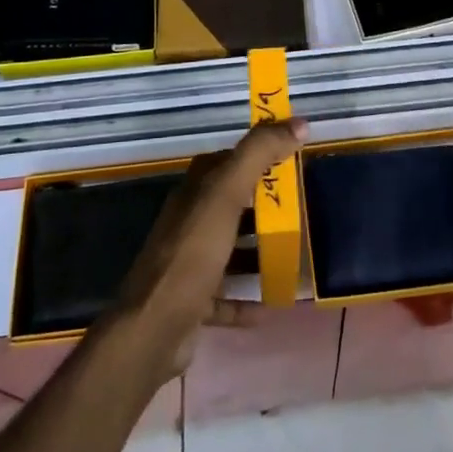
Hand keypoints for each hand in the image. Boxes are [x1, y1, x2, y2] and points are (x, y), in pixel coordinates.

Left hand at [110, 118, 307, 374]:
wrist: (154, 328)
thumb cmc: (193, 254)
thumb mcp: (227, 194)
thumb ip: (259, 154)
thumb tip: (299, 123)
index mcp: (194, 192)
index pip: (225, 161)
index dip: (255, 156)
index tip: (290, 160)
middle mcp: (188, 222)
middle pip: (229, 205)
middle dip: (262, 206)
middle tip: (299, 210)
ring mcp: (188, 264)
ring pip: (228, 250)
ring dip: (256, 252)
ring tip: (291, 256)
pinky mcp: (191, 302)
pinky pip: (225, 297)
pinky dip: (246, 300)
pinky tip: (270, 306)